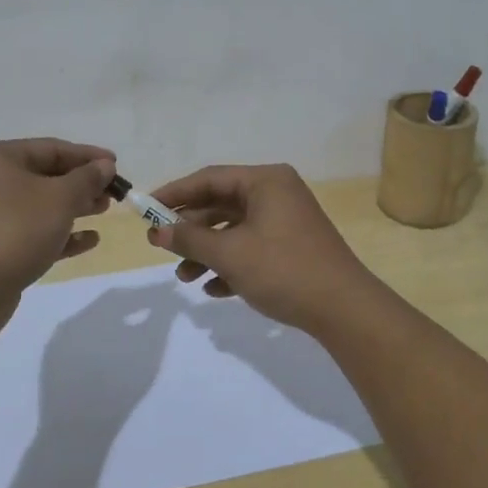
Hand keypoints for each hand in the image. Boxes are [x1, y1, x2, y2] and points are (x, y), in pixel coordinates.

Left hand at [0, 139, 116, 299]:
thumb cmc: (17, 230)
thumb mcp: (61, 198)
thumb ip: (87, 178)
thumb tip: (105, 165)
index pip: (51, 148)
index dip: (87, 156)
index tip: (116, 165)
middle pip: (45, 175)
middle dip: (82, 183)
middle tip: (112, 192)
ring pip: (40, 204)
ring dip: (74, 206)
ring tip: (104, 211)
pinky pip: (32, 231)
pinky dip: (59, 232)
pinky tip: (89, 240)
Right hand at [146, 163, 381, 333]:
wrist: (343, 309)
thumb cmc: (283, 269)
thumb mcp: (230, 254)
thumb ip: (190, 239)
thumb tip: (157, 231)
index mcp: (266, 181)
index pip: (209, 178)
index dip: (174, 193)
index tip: (144, 209)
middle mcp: (277, 194)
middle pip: (221, 204)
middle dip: (190, 229)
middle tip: (159, 246)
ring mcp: (286, 221)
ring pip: (235, 230)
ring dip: (207, 252)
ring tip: (184, 277)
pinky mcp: (292, 248)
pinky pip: (252, 248)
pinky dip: (230, 265)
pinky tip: (213, 289)